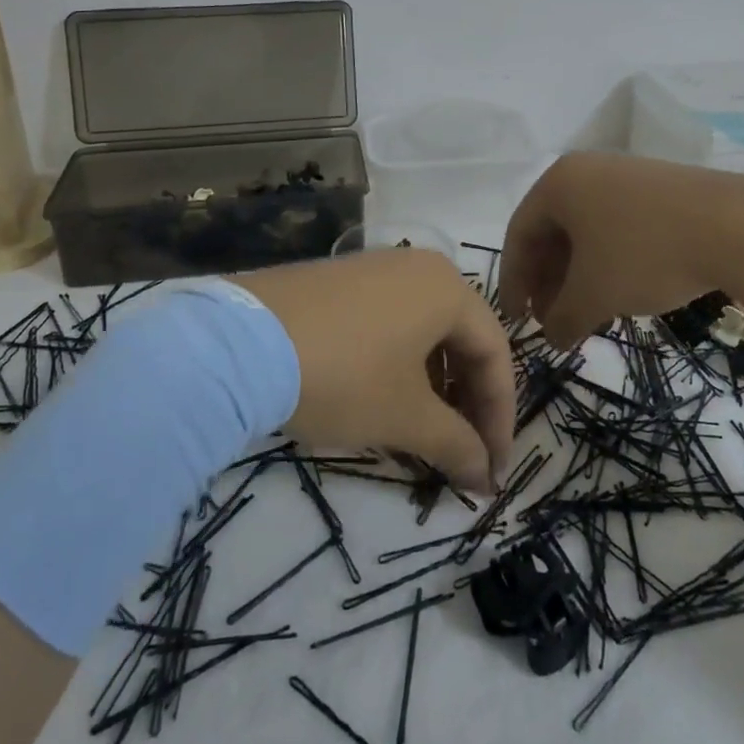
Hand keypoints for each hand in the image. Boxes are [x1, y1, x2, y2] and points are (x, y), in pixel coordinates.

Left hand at [233, 248, 513, 493]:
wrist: (243, 342)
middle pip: (462, 338)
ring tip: (424, 433)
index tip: (492, 470)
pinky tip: (384, 398)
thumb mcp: (405, 416)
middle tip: (464, 454)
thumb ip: (456, 444)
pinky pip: (390, 322)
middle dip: (468, 401)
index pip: (495, 353)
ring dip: (435, 385)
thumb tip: (485, 476)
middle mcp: (418, 267)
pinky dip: (400, 364)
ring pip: (424, 331)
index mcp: (447, 287)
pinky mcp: (339, 281)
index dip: (500, 417)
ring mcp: (375, 269)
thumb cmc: (344, 375)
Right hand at [500, 151, 743, 348]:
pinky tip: (622, 294)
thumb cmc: (646, 253)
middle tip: (552, 322)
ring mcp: (625, 176)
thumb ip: (562, 318)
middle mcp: (587, 171)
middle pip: (552, 231)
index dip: (513, 280)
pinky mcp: (660, 189)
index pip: (519, 233)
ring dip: (578, 276)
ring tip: (588, 315)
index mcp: (559, 183)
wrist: (739, 226)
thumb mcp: (595, 294)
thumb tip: (553, 338)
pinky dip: (608, 262)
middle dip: (548, 282)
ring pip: (587, 231)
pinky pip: (617, 226)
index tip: (515, 318)